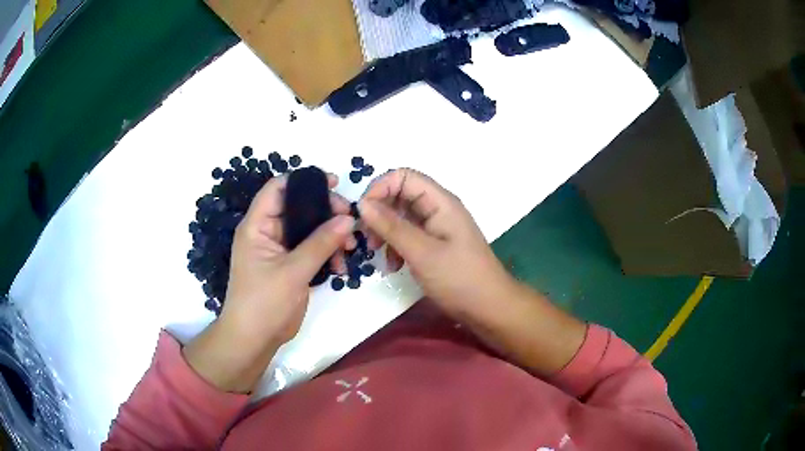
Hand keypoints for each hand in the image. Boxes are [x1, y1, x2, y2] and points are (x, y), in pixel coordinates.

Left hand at [184, 174, 354, 392]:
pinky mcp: (291, 266)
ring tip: (351, 247)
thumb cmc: (264, 302)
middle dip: (325, 211)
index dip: (303, 180)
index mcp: (257, 226)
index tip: (333, 183)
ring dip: (331, 235)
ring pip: (309, 230)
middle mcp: (268, 232)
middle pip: (298, 207)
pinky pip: (312, 250)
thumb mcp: (293, 271)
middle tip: (350, 219)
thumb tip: (349, 217)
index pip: (277, 189)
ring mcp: (280, 250)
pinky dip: (327, 254)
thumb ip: (321, 243)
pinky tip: (341, 267)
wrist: (255, 338)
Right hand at [359, 169, 585, 374]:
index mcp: (440, 202)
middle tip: (368, 238)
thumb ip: (392, 227)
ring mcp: (437, 227)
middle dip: (379, 212)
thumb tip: (362, 204)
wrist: (489, 308)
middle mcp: (438, 209)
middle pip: (400, 195)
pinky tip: (393, 266)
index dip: (380, 188)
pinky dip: (395, 246)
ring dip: (385, 232)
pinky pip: (408, 235)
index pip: (404, 176)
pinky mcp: (434, 245)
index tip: (363, 213)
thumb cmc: (459, 278)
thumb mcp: (422, 252)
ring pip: (401, 217)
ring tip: (377, 253)